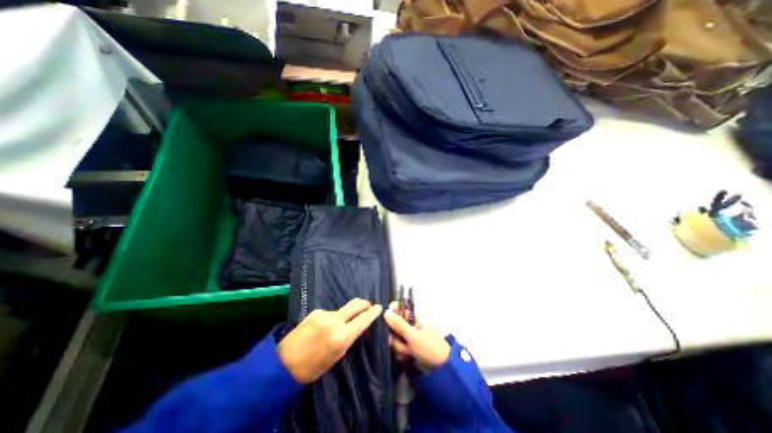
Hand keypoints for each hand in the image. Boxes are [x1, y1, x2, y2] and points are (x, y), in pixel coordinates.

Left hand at [282, 299, 382, 382]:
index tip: (379, 307)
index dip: (373, 313)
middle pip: (355, 305)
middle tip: (369, 304)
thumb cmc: (313, 367)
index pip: (363, 320)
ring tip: (340, 325)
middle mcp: (334, 321)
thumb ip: (349, 338)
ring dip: (345, 314)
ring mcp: (324, 314)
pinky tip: (325, 327)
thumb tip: (359, 326)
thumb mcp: (336, 356)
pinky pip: (330, 313)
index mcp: (341, 336)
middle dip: (364, 303)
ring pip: (342, 310)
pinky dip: (333, 317)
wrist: (283, 364)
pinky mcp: (315, 311)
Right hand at [383, 301, 450, 371]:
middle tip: (403, 345)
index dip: (392, 314)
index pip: (399, 310)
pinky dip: (401, 354)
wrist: (442, 370)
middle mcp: (411, 326)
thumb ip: (399, 325)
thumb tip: (386, 312)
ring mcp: (409, 337)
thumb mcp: (414, 336)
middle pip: (394, 327)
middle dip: (397, 338)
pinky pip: (398, 348)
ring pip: (395, 339)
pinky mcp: (408, 348)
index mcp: (415, 318)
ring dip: (400, 348)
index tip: (387, 322)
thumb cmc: (430, 348)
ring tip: (409, 353)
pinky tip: (407, 358)